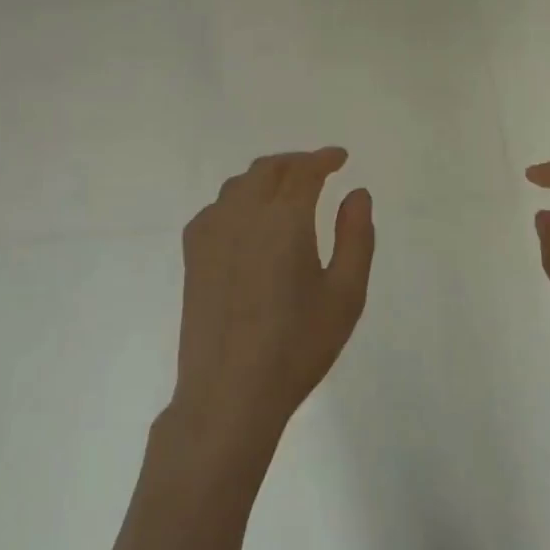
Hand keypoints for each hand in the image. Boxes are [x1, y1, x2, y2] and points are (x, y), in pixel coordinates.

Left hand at [172, 149, 374, 455]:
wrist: (230, 391)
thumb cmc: (297, 345)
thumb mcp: (345, 294)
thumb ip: (356, 236)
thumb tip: (357, 194)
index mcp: (284, 218)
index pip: (304, 170)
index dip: (324, 159)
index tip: (341, 158)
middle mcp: (243, 213)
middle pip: (268, 169)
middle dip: (296, 163)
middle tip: (318, 170)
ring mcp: (211, 232)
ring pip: (239, 185)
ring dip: (266, 177)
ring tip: (286, 190)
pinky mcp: (193, 255)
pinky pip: (217, 208)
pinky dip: (238, 200)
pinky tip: (248, 221)